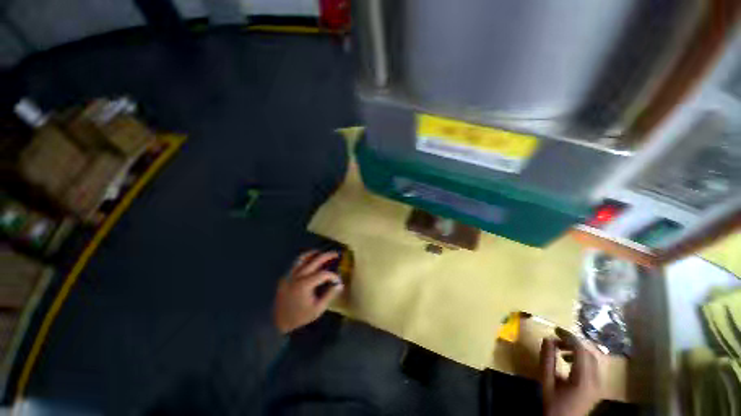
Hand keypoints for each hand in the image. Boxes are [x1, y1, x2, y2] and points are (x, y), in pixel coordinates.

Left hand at [273, 251, 343, 333]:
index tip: (338, 280)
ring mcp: (290, 275)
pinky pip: (296, 263)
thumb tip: (340, 285)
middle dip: (327, 256)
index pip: (324, 274)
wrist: (277, 323)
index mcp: (305, 284)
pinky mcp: (286, 276)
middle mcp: (297, 276)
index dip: (333, 276)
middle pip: (315, 260)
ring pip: (302, 258)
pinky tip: (310, 260)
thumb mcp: (317, 309)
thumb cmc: (299, 317)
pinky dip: (305, 259)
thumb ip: (329, 295)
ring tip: (322, 252)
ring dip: (314, 253)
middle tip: (336, 254)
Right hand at [540, 328, 601, 415]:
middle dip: (573, 341)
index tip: (555, 330)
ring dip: (578, 348)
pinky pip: (594, 364)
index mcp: (584, 379)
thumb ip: (547, 359)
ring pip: (594, 357)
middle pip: (590, 352)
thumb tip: (547, 338)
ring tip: (561, 347)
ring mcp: (600, 383)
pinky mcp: (598, 385)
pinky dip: (582, 357)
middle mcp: (597, 380)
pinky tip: (569, 359)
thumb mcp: (546, 381)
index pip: (581, 350)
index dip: (569, 337)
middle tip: (557, 336)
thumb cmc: (554, 403)